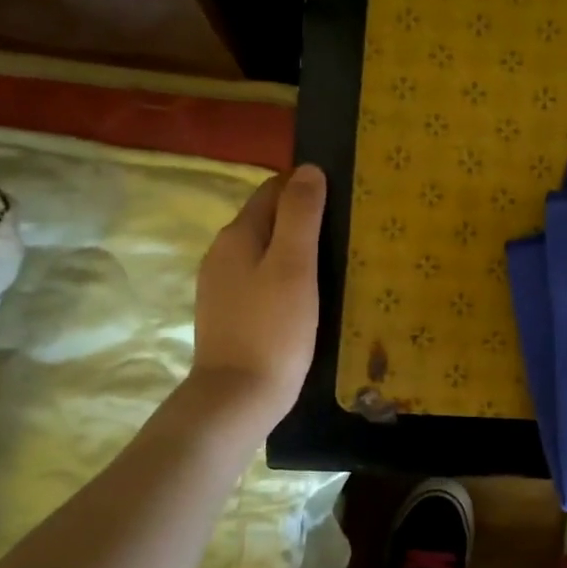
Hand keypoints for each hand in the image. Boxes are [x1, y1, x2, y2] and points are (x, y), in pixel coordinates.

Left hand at [191, 164, 325, 421]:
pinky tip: (306, 293)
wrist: (238, 397)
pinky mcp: (228, 312)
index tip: (342, 198)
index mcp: (238, 235)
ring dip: (294, 247)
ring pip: (263, 250)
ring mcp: (221, 285)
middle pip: (266, 218)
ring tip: (332, 260)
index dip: (305, 187)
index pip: (272, 190)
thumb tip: (308, 170)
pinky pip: (260, 277)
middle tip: (345, 229)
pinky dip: (283, 274)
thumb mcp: (294, 266)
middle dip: (301, 216)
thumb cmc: (273, 329)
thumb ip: (300, 215)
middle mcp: (222, 253)